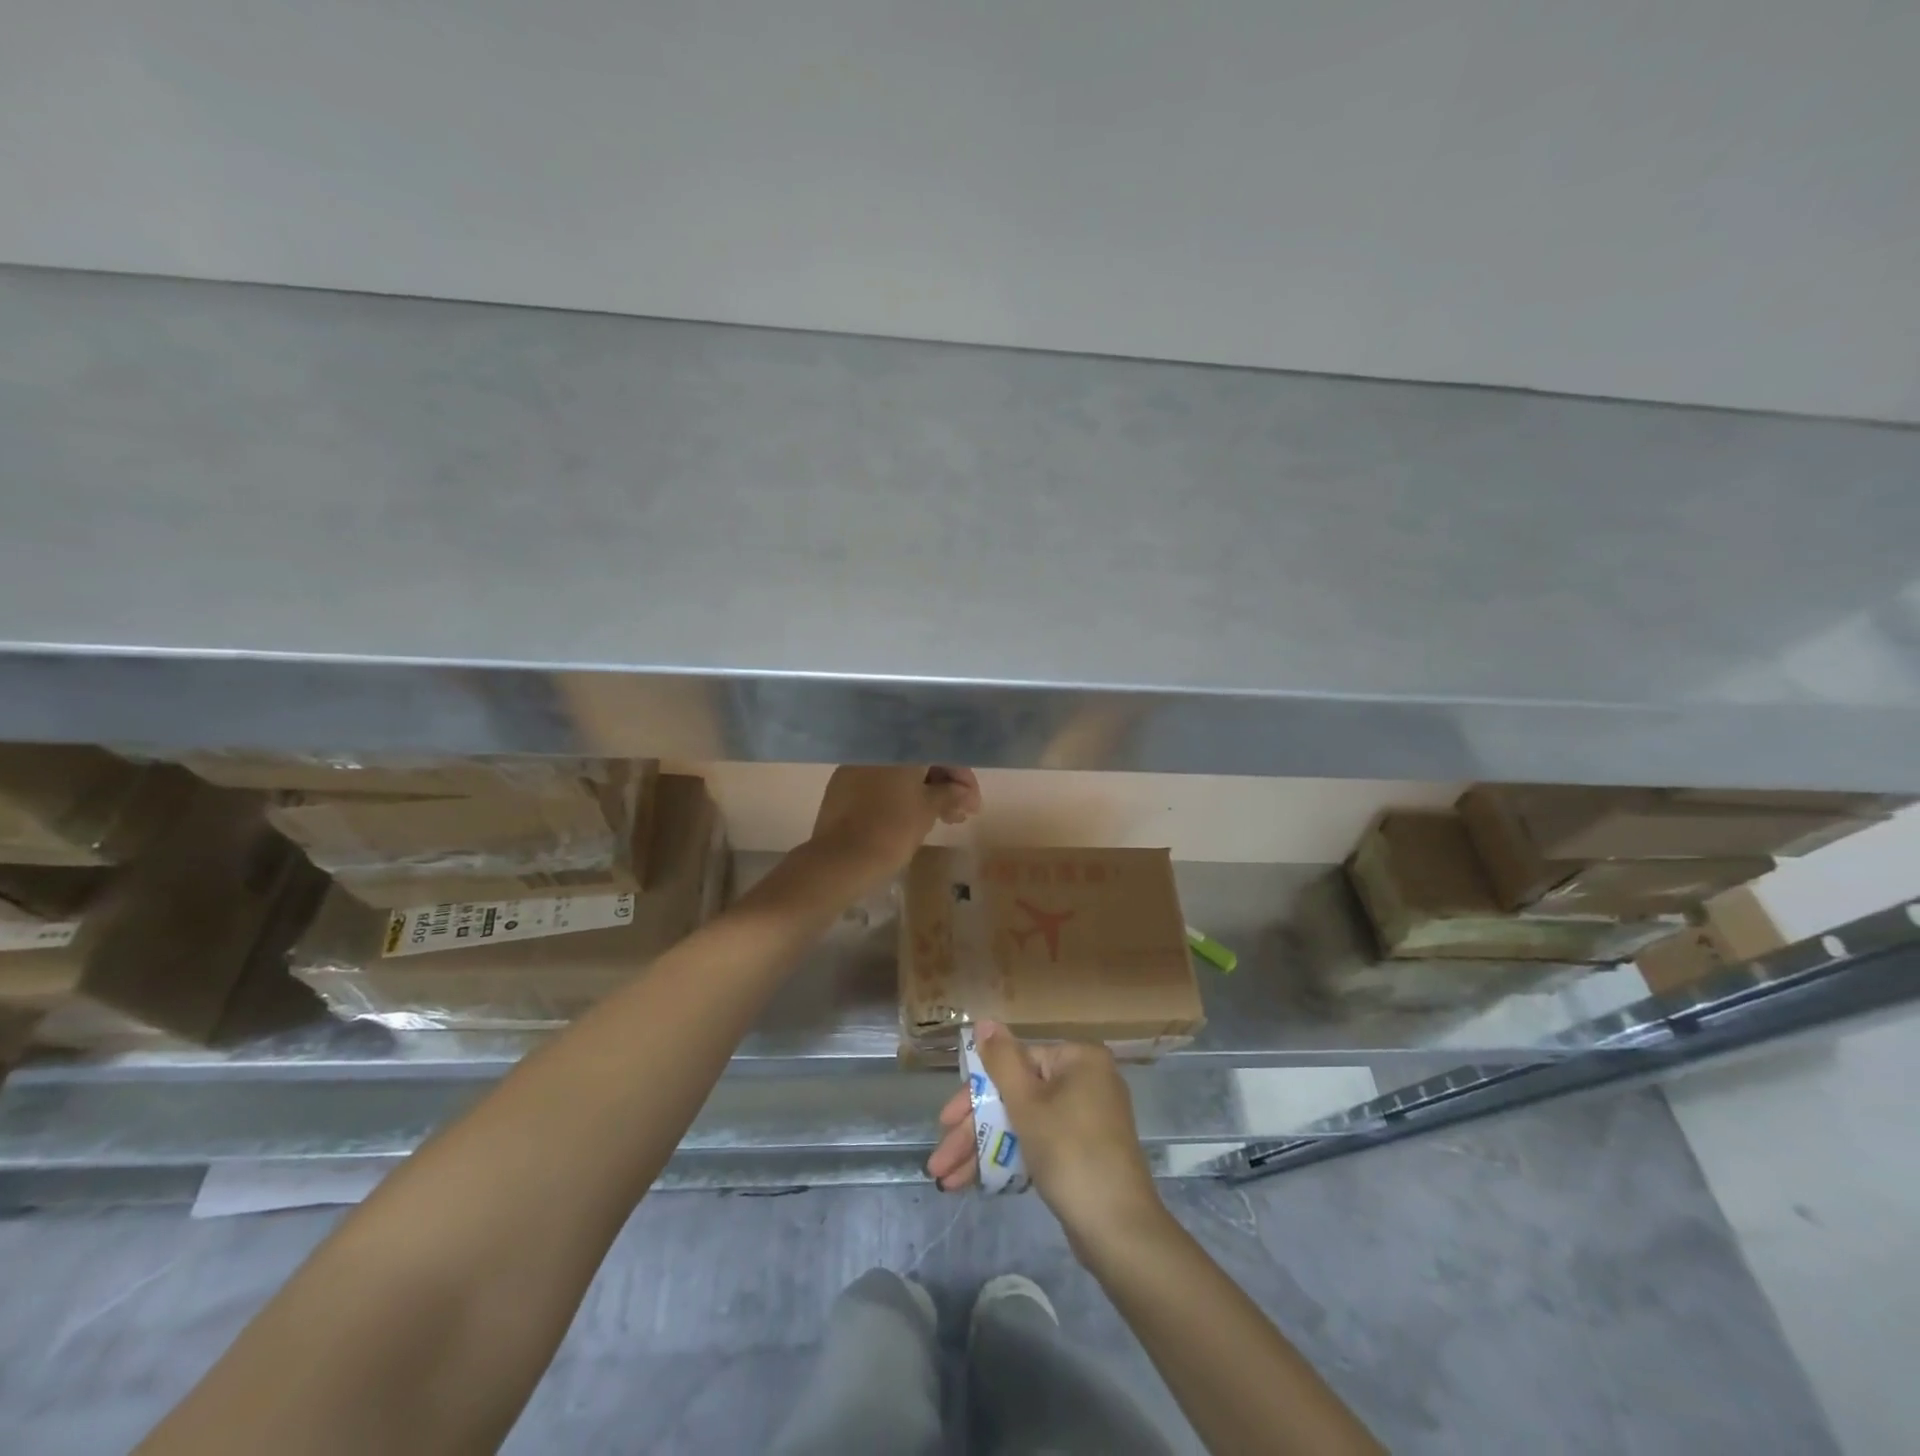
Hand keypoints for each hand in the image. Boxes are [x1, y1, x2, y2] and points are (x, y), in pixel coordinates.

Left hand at [809, 766, 980, 886]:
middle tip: (960, 814)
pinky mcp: (842, 786)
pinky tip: (911, 818)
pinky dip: (899, 796)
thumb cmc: (892, 830)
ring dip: (924, 793)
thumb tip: (963, 791)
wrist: (840, 859)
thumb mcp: (928, 811)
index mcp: (900, 748)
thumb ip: (950, 794)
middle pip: (919, 761)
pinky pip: (880, 784)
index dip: (961, 776)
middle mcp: (877, 750)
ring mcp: (856, 767)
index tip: (972, 802)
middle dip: (944, 786)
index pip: (941, 752)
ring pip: (899, 774)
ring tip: (942, 821)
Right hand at [927, 1022, 1165, 1251]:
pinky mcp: (1085, 1152)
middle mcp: (1086, 1081)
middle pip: (1018, 1095)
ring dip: (985, 1150)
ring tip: (946, 1180)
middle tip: (941, 1160)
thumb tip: (985, 1020)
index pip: (1016, 1062)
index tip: (945, 1120)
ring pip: (1025, 1123)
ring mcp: (1087, 1119)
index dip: (976, 1092)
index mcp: (1079, 1059)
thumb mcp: (1027, 1104)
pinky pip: (1040, 1143)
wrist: (1119, 1229)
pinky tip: (976, 1182)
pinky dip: (1011, 1158)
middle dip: (975, 1130)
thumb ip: (1002, 1061)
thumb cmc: (1069, 1152)